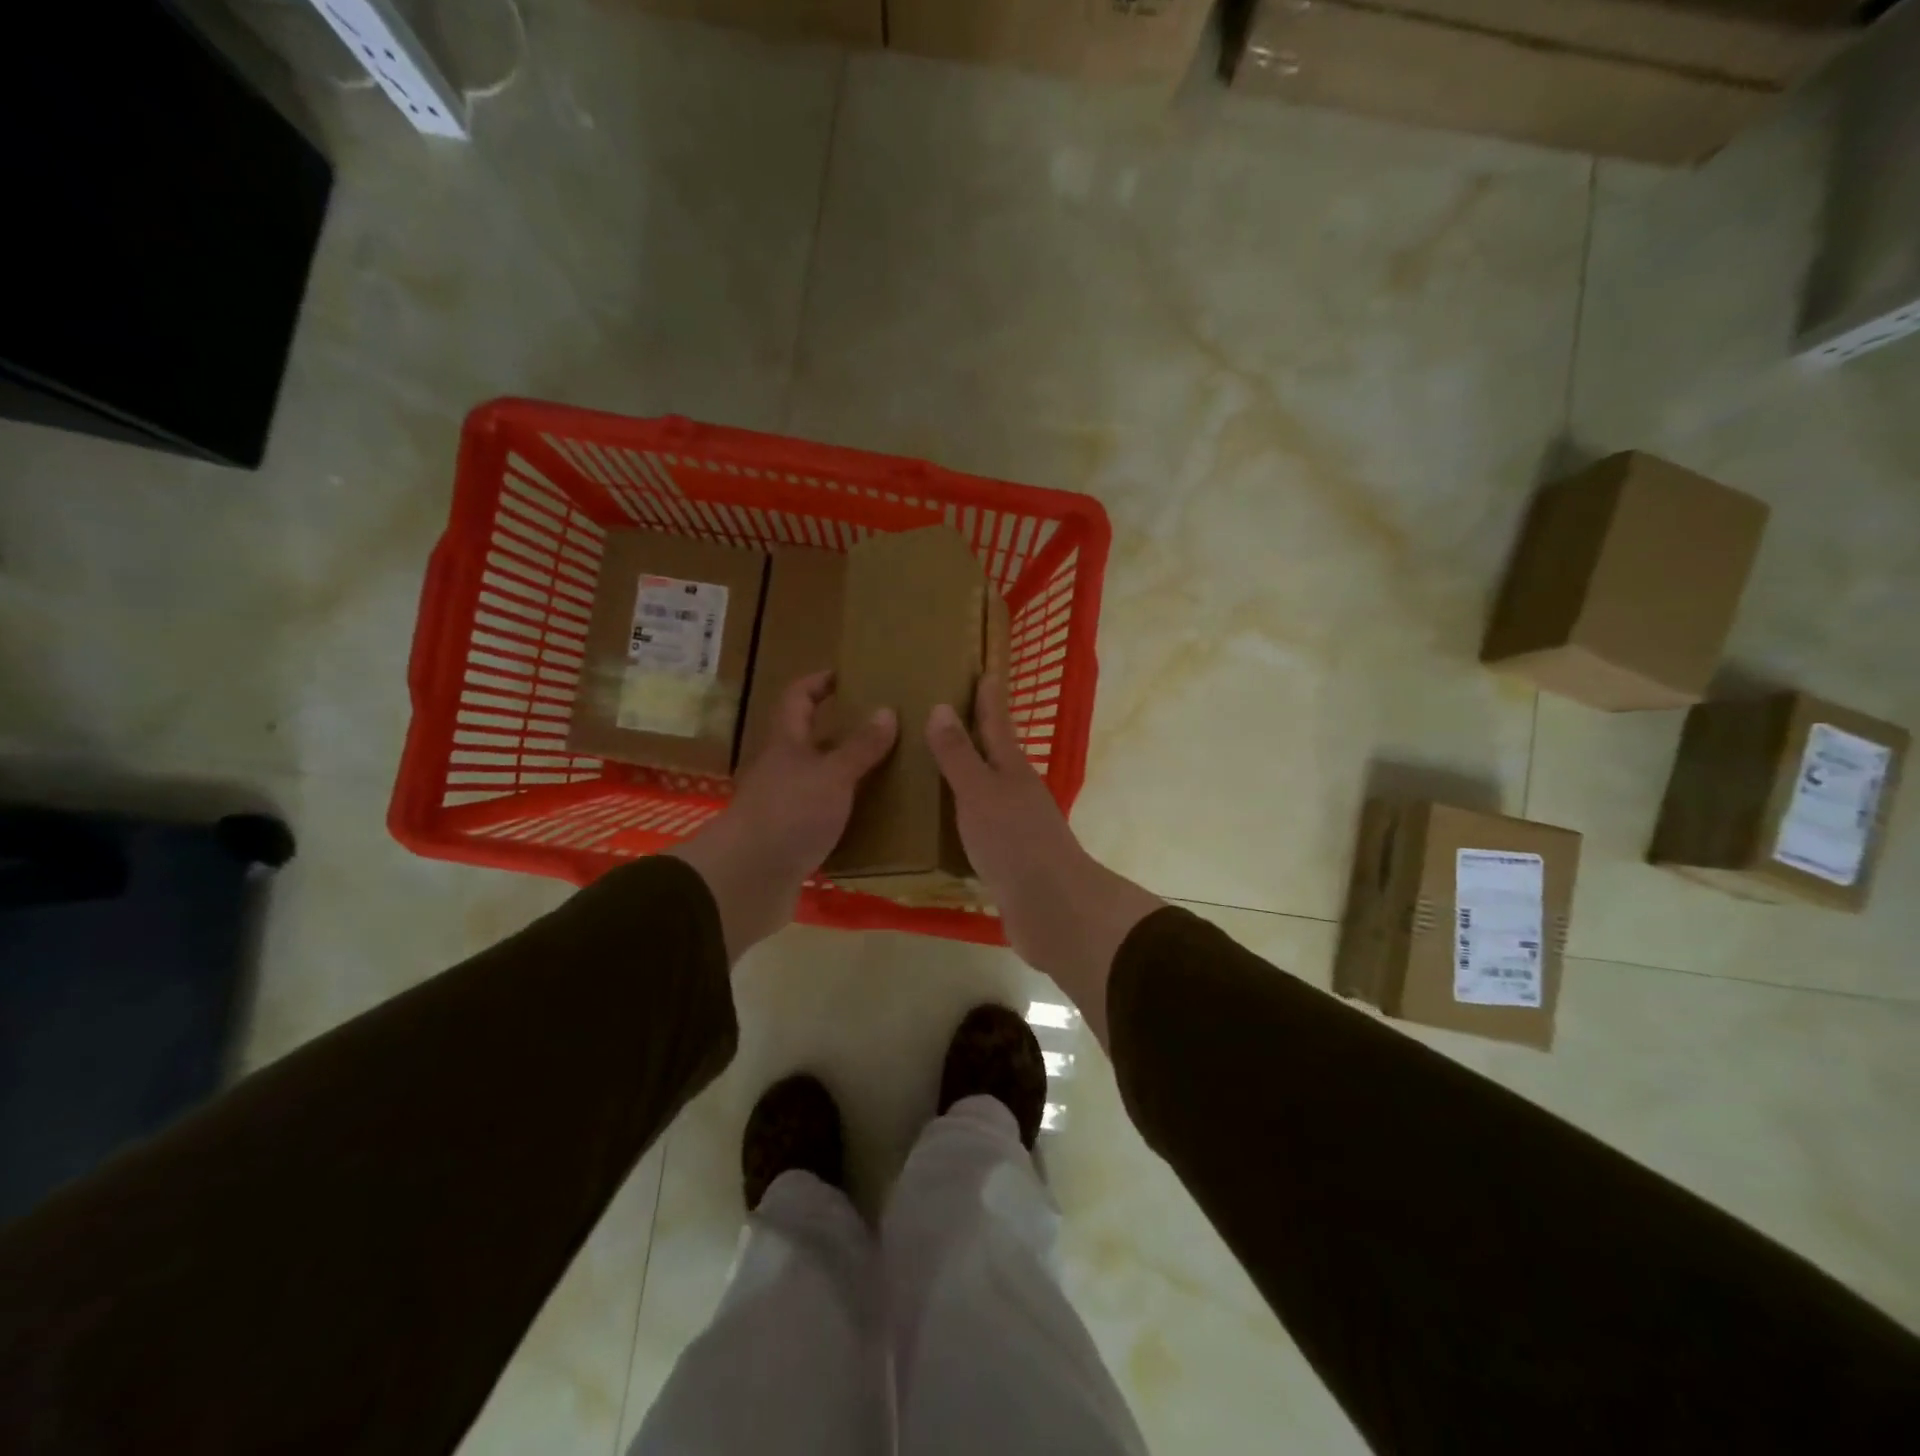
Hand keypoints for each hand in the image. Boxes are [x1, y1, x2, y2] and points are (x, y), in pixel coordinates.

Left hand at [668, 671, 896, 960]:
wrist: (747, 879)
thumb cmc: (789, 814)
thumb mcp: (832, 775)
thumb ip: (860, 747)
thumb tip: (887, 711)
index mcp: (787, 743)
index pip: (798, 697)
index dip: (819, 682)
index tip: (848, 675)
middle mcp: (783, 768)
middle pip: (811, 739)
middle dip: (844, 730)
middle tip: (886, 727)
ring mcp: (785, 804)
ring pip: (820, 779)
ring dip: (849, 773)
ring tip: (891, 771)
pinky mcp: (791, 837)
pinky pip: (824, 815)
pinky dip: (847, 811)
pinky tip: (874, 817)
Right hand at [926, 675, 1161, 1044]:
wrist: (1051, 908)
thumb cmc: (1014, 841)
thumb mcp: (980, 792)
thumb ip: (959, 755)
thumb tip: (941, 707)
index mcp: (1012, 770)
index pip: (997, 723)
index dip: (989, 698)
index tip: (986, 670)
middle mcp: (1017, 792)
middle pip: (995, 755)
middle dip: (976, 733)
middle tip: (947, 713)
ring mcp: (1015, 826)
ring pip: (987, 790)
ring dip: (967, 774)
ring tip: (936, 763)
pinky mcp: (1008, 857)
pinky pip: (979, 824)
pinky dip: (963, 813)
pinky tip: (945, 819)